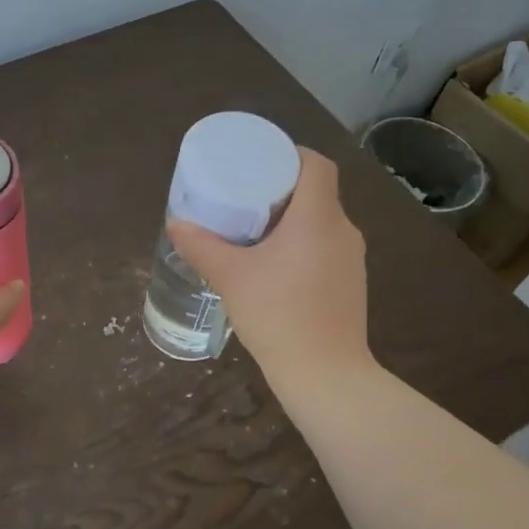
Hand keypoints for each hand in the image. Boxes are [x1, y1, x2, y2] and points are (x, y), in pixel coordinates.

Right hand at [168, 148, 373, 386]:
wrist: (324, 373)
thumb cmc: (277, 314)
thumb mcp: (230, 277)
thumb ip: (202, 247)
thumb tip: (176, 224)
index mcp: (318, 217)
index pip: (317, 165)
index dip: (291, 155)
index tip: (261, 163)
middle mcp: (343, 230)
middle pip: (318, 192)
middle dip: (283, 189)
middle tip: (247, 196)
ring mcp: (352, 260)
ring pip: (323, 223)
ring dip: (293, 220)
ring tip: (257, 230)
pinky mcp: (351, 284)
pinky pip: (327, 248)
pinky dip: (303, 245)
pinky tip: (276, 266)